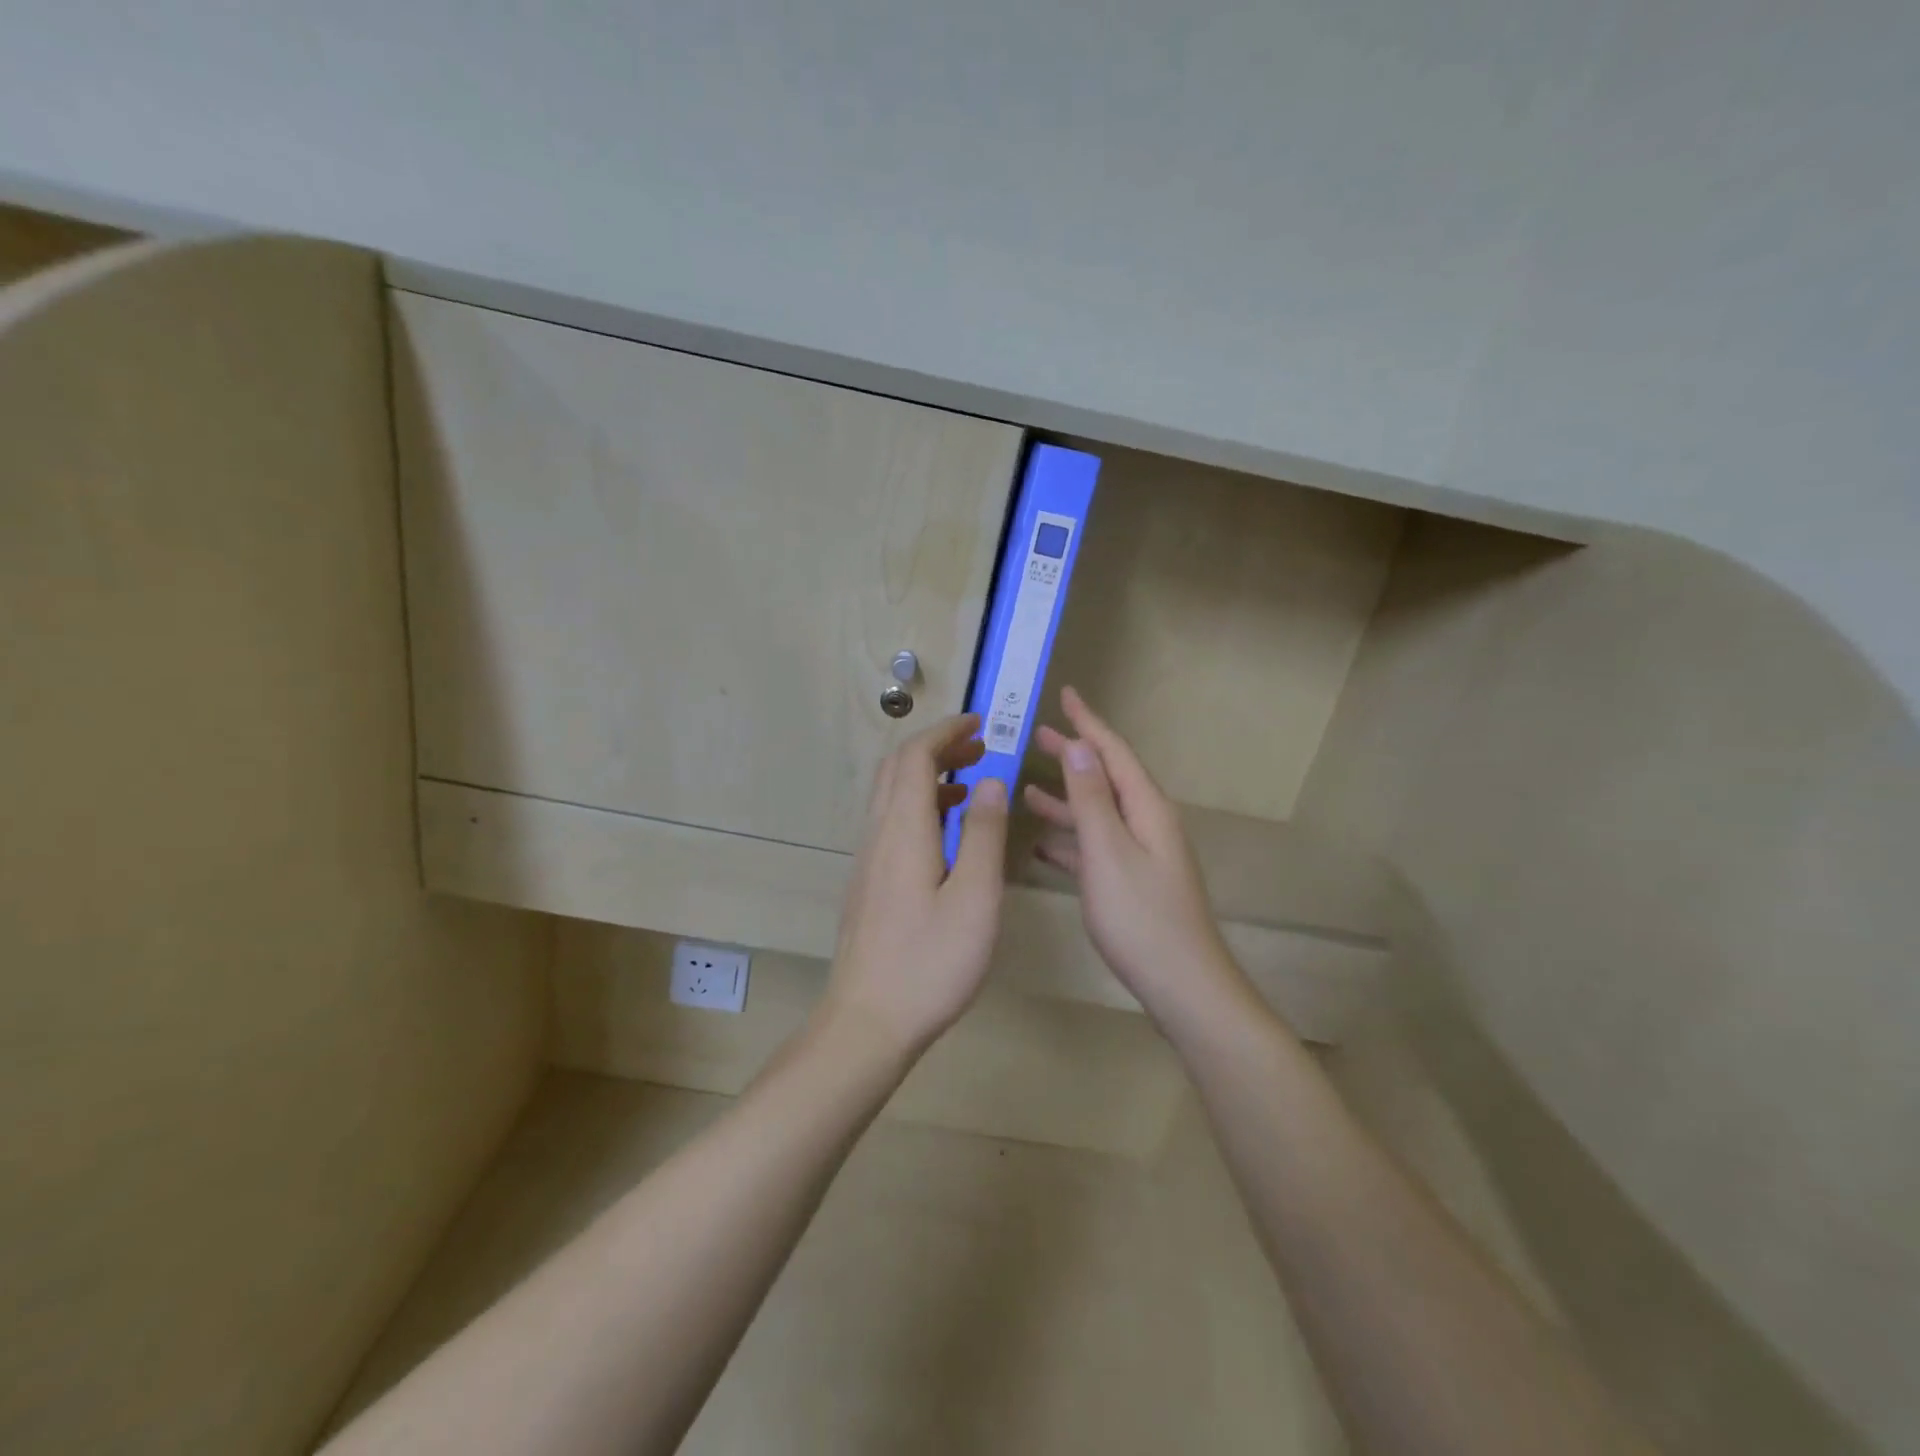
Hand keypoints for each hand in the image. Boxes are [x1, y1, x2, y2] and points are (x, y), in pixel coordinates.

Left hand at [823, 713, 1008, 1054]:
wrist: (867, 1021)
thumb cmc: (930, 962)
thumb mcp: (975, 898)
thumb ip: (983, 833)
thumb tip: (990, 780)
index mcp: (903, 830)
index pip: (916, 757)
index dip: (946, 732)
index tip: (979, 724)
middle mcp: (878, 834)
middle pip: (897, 768)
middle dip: (936, 747)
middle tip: (978, 748)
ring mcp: (867, 859)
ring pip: (890, 794)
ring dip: (927, 776)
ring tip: (969, 784)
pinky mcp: (867, 882)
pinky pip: (889, 822)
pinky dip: (918, 805)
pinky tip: (945, 834)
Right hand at [1027, 687, 1252, 1032]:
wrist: (1184, 986)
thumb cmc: (1142, 918)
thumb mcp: (1109, 852)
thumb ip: (1091, 800)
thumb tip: (1078, 747)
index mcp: (1146, 808)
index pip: (1112, 752)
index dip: (1088, 723)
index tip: (1066, 694)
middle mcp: (1147, 823)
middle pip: (1105, 778)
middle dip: (1073, 755)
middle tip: (1037, 735)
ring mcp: (1141, 854)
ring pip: (1098, 814)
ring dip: (1065, 799)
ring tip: (1028, 788)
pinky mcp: (1132, 882)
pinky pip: (1097, 848)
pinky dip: (1070, 840)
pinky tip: (1043, 846)